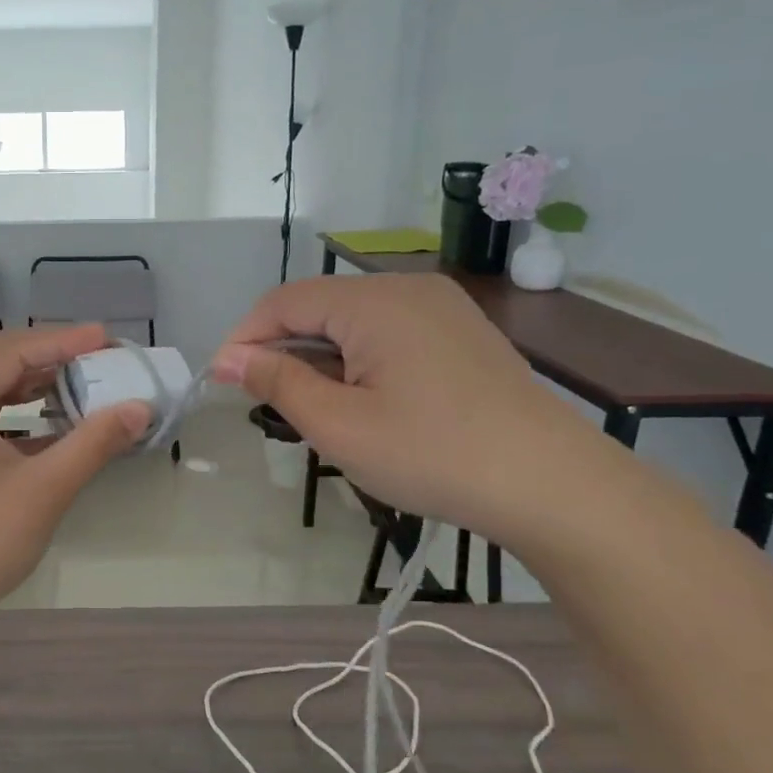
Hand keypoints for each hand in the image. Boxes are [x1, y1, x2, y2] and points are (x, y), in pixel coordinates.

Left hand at [0, 326, 152, 615]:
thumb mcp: (45, 488)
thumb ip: (93, 442)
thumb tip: (140, 408)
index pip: (8, 352)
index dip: (60, 341)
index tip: (105, 337)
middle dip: (48, 356)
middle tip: (97, 355)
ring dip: (34, 382)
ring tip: (81, 380)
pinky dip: (19, 411)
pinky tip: (54, 418)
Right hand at [211, 275, 607, 548]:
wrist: (552, 484)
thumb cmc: (432, 454)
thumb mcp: (338, 425)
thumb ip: (277, 382)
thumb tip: (227, 358)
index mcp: (374, 301)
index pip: (284, 302)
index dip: (244, 337)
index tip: (221, 381)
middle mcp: (407, 288)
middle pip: (319, 306)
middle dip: (283, 349)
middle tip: (267, 403)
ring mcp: (440, 307)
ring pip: (353, 321)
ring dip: (320, 356)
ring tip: (315, 408)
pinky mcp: (460, 332)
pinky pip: (388, 331)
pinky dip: (358, 358)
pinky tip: (364, 399)